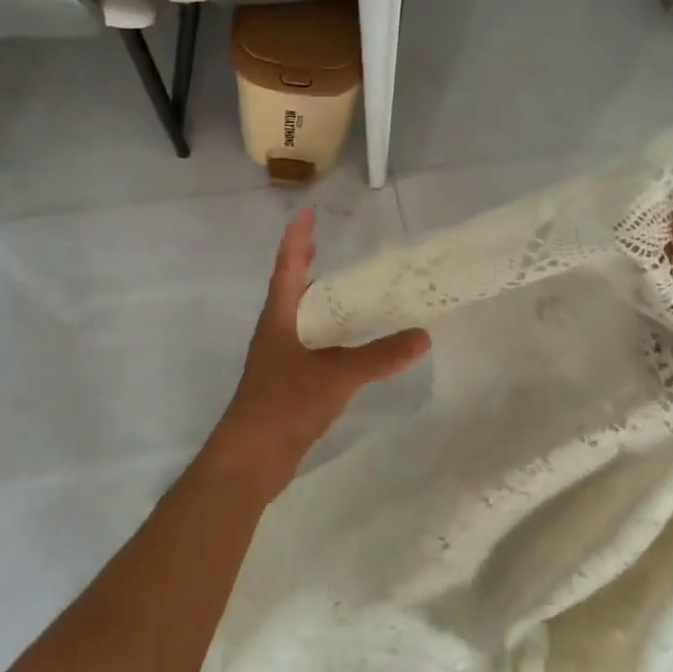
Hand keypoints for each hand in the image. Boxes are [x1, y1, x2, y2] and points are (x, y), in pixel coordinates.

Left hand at [211, 208, 429, 484]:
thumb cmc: (282, 405)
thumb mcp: (336, 376)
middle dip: (309, 265)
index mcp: (279, 318)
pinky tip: (351, 343)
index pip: (287, 267)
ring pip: (303, 319)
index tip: (306, 212)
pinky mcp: (289, 383)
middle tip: (332, 244)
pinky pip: (313, 347)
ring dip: (322, 301)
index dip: (296, 239)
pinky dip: (331, 335)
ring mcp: (281, 358)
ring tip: (350, 288)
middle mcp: (277, 331)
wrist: (249, 460)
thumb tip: (423, 335)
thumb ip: (379, 357)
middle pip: (293, 289)